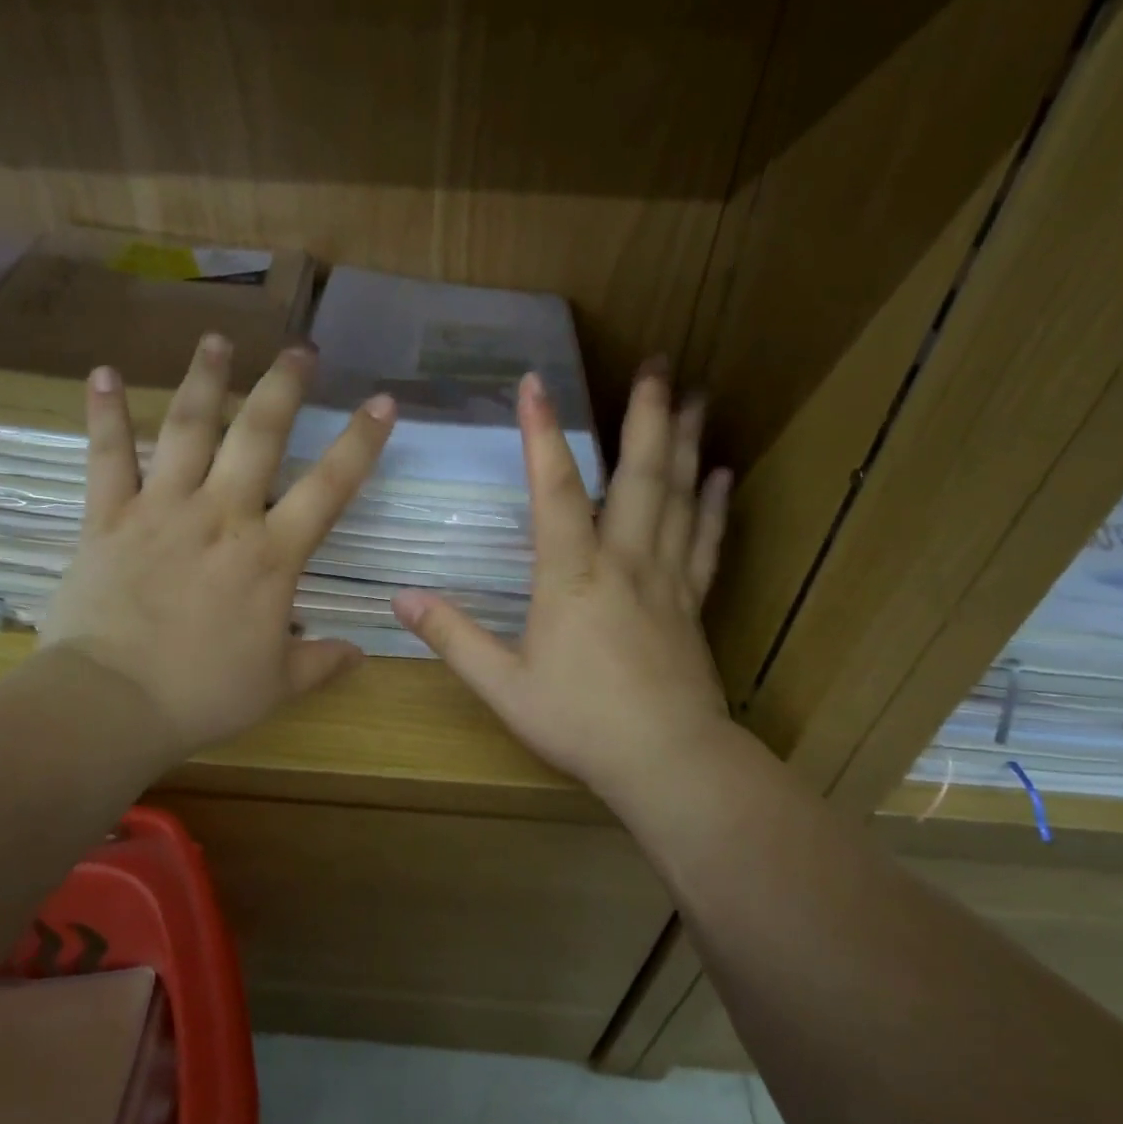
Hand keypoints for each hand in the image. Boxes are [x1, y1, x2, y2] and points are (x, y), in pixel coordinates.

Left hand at [40, 334, 394, 758]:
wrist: (112, 703)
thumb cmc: (203, 695)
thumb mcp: (277, 686)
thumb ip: (321, 663)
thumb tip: (359, 655)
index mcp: (270, 555)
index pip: (329, 486)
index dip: (361, 441)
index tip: (382, 401)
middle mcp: (222, 515)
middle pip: (258, 435)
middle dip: (283, 387)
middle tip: (300, 351)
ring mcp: (162, 509)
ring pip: (187, 429)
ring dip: (205, 380)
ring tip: (217, 340)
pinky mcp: (109, 518)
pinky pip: (107, 457)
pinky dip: (106, 414)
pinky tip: (105, 373)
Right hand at [393, 366, 733, 818]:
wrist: (666, 760)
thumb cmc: (579, 722)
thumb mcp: (503, 685)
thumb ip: (453, 638)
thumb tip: (401, 599)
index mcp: (572, 576)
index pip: (556, 490)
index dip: (542, 434)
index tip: (535, 381)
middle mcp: (624, 562)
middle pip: (639, 476)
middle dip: (646, 416)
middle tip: (658, 363)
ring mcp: (666, 579)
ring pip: (679, 498)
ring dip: (684, 444)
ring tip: (695, 395)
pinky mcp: (692, 602)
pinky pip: (704, 542)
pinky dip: (713, 505)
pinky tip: (721, 473)